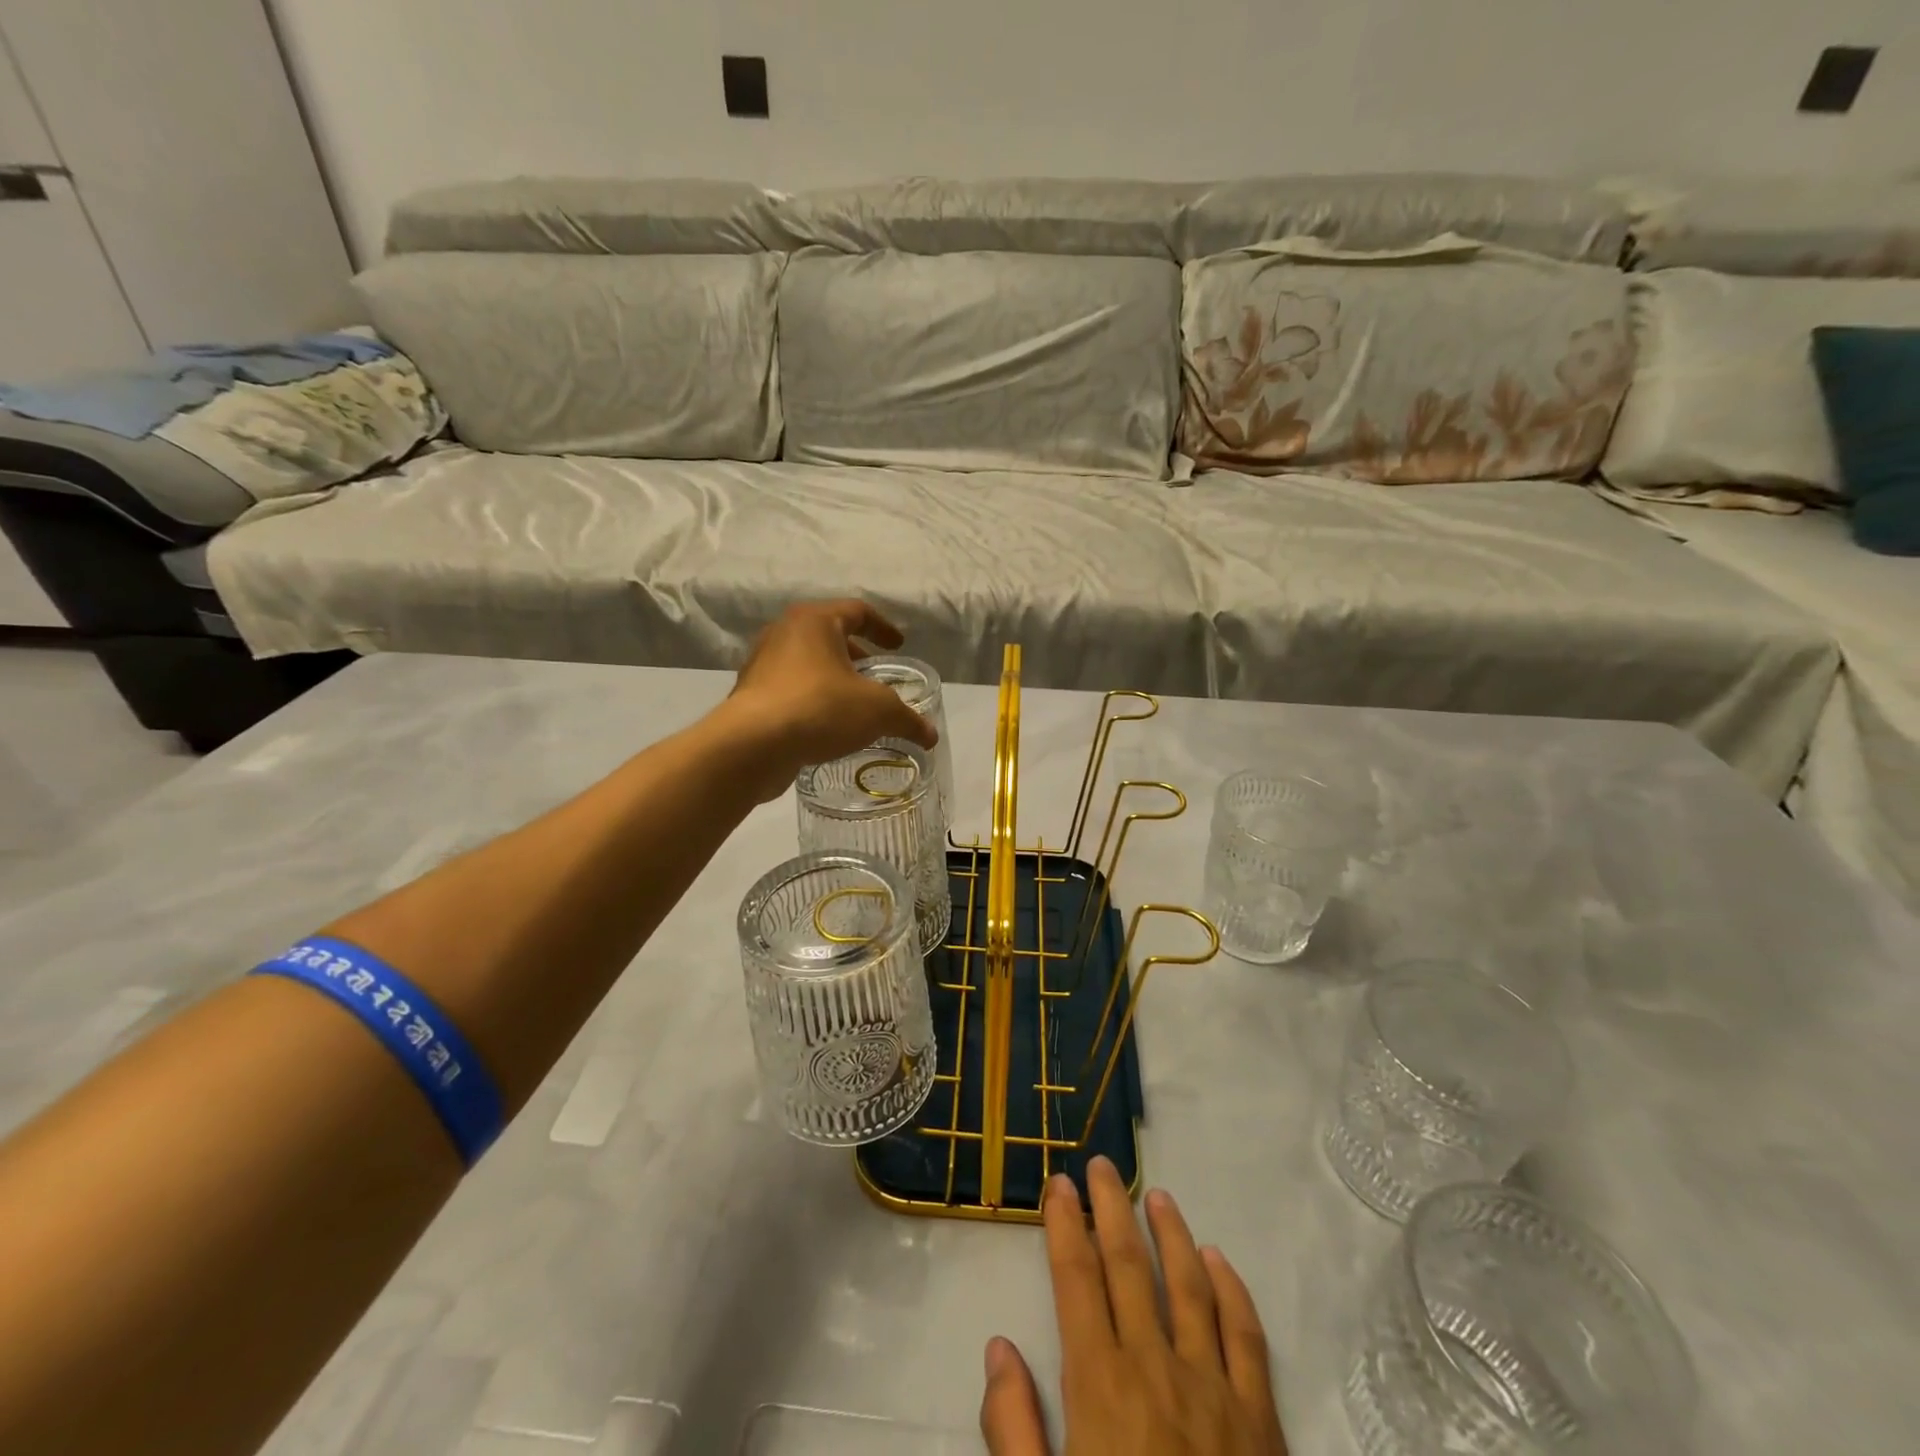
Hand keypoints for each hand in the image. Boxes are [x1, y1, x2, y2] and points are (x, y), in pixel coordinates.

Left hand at [717, 600, 939, 803]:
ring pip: (807, 663)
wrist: (752, 745)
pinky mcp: (751, 696)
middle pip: (828, 635)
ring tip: (853, 703)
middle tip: (875, 674)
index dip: (883, 628)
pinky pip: (790, 690)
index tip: (897, 645)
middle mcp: (784, 633)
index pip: (857, 611)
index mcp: (815, 621)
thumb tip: (930, 735)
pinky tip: (827, 726)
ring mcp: (762, 664)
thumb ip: (907, 719)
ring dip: (832, 678)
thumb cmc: (820, 708)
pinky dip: (812, 700)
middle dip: (855, 654)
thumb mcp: (878, 711)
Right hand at [981, 1158, 1287, 1455]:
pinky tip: (1219, 1260)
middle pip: (1130, 1266)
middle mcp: (1157, 1368)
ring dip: (1170, 1233)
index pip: (1077, 1280)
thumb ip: (1014, 1431)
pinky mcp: (1262, 1421)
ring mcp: (1215, 1390)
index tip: (1056, 1184)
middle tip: (1100, 1164)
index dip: (1065, 1226)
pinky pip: (1248, 1336)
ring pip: (1190, 1285)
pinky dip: (1232, 1289)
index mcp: (1102, 1387)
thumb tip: (999, 1346)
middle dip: (1110, 1209)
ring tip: (1155, 1194)